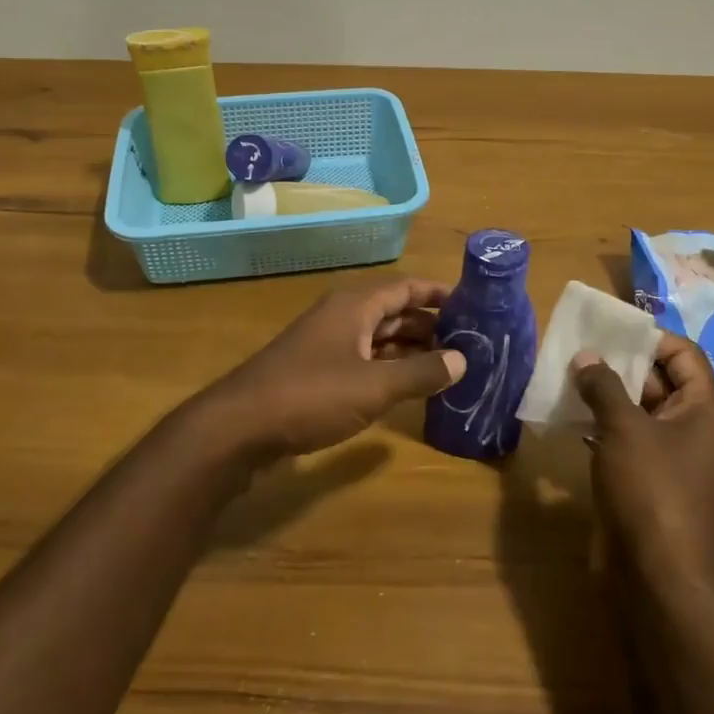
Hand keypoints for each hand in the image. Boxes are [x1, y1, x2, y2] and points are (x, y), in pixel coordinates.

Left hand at [197, 277, 467, 461]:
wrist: (240, 426)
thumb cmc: (311, 396)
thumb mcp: (374, 386)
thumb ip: (420, 373)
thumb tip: (463, 360)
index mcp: (355, 306)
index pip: (406, 288)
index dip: (438, 294)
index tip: (474, 304)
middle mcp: (342, 316)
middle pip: (394, 311)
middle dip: (430, 324)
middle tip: (470, 341)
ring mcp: (327, 344)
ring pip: (379, 337)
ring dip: (411, 348)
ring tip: (449, 364)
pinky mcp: (317, 371)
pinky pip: (364, 359)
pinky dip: (389, 367)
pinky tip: (409, 386)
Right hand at [572, 333, 713, 597]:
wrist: (659, 575)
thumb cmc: (651, 489)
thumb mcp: (624, 428)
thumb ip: (603, 385)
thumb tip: (586, 357)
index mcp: (707, 409)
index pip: (684, 354)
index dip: (648, 338)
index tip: (608, 331)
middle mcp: (697, 428)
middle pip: (662, 380)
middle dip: (621, 364)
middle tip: (580, 350)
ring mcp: (675, 456)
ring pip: (642, 410)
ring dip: (608, 394)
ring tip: (570, 377)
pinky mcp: (652, 479)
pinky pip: (630, 438)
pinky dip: (605, 424)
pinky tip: (572, 415)